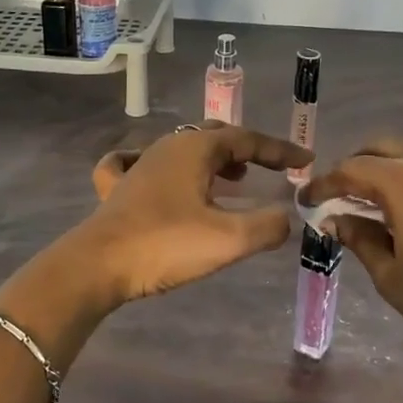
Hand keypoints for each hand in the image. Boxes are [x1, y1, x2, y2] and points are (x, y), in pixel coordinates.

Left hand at [83, 124, 312, 304]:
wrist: (96, 265)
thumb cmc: (165, 245)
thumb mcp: (228, 240)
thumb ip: (267, 226)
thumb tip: (285, 217)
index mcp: (195, 149)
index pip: (247, 139)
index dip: (279, 150)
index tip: (306, 160)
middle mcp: (167, 146)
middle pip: (215, 137)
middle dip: (248, 150)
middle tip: (271, 169)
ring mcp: (138, 164)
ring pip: (184, 149)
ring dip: (214, 159)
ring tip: (235, 178)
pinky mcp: (116, 188)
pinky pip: (140, 163)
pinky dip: (162, 166)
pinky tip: (157, 172)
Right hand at [301, 139, 402, 382]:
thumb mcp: (393, 279)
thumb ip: (360, 239)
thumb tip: (334, 219)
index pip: (351, 169)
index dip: (324, 183)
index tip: (307, 200)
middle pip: (381, 148)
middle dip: (354, 167)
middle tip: (341, 196)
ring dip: (388, 166)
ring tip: (377, 199)